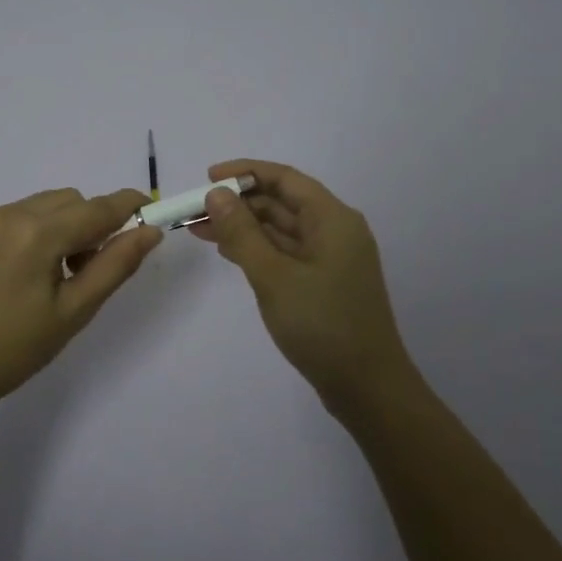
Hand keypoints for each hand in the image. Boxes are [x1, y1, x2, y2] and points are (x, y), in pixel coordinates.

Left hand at [0, 187, 163, 408]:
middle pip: (68, 200)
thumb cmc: (19, 348)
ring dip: (57, 226)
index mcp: (37, 235)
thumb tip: (149, 231)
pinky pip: (8, 217)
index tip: (147, 209)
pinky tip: (15, 274)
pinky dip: (26, 232)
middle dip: (88, 224)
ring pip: (38, 205)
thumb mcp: (75, 311)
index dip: (126, 205)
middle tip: (84, 269)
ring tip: (48, 274)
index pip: (95, 209)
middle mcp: (6, 215)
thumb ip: (116, 265)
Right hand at [189, 159, 414, 413]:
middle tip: (194, 212)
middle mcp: (335, 230)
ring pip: (281, 229)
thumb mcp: (274, 276)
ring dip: (243, 227)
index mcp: (332, 219)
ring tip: (200, 231)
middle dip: (238, 203)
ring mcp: (330, 258)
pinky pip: (285, 252)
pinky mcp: (324, 282)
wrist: (367, 387)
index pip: (284, 179)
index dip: (245, 173)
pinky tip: (228, 253)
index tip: (206, 178)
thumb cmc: (322, 325)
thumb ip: (242, 233)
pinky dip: (257, 249)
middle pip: (281, 202)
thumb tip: (217, 194)